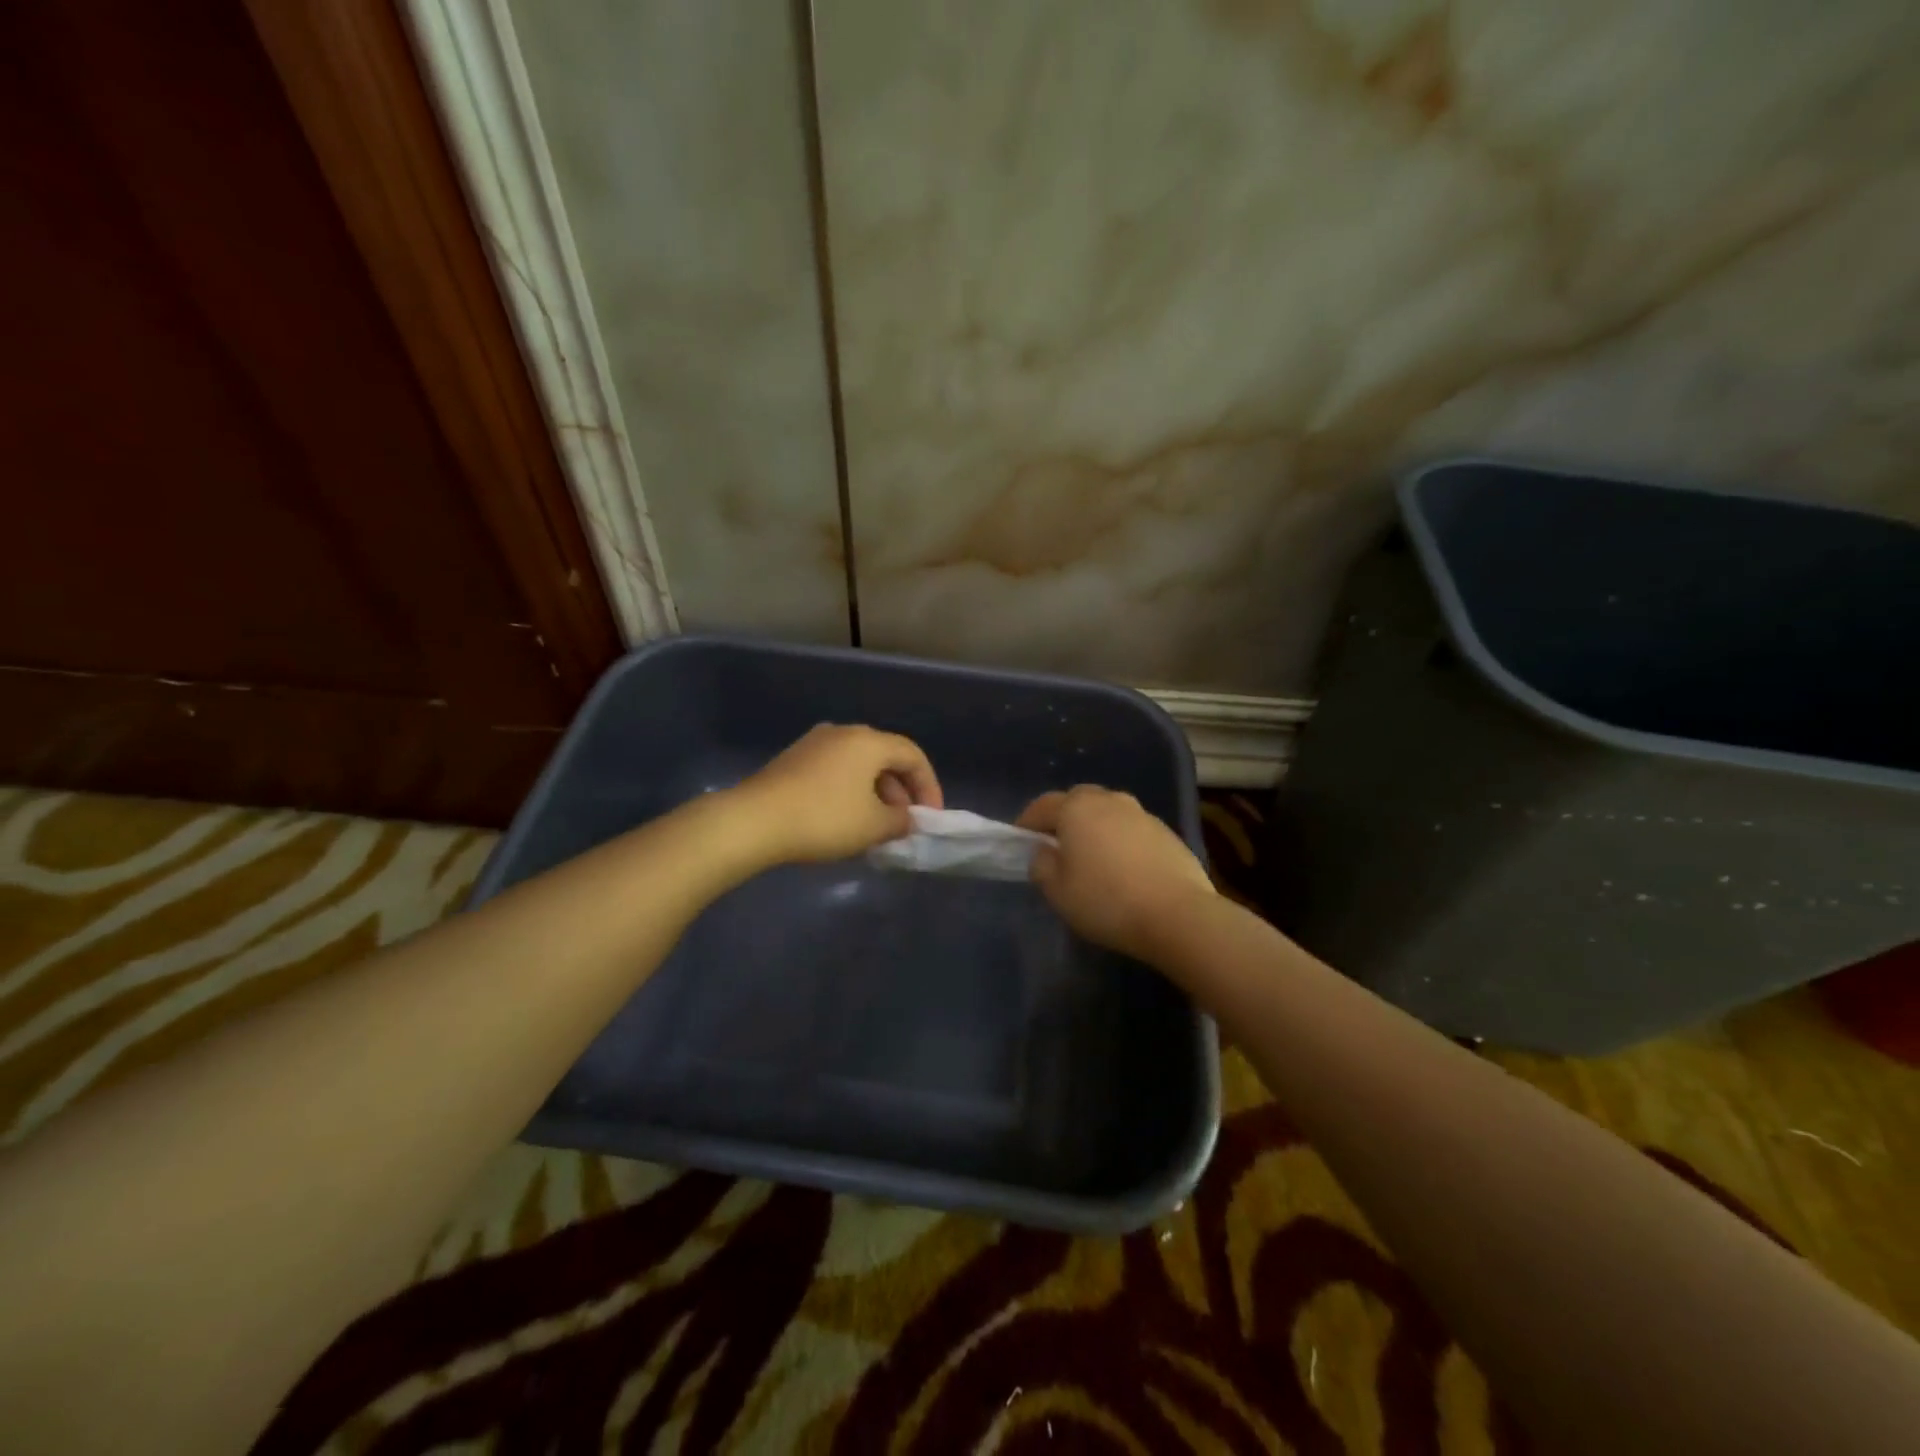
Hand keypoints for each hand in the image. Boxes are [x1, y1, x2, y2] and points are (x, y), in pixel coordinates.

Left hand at [726, 724, 942, 865]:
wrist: (753, 821)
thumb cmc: (824, 819)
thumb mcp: (873, 826)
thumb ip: (901, 821)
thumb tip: (906, 818)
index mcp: (869, 741)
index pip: (913, 756)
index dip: (929, 786)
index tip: (930, 818)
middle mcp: (844, 733)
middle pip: (885, 758)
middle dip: (901, 791)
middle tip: (904, 824)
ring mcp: (814, 743)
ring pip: (859, 765)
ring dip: (876, 793)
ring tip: (876, 827)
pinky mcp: (793, 759)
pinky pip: (836, 771)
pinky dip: (850, 792)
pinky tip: (845, 820)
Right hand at [1017, 786, 1213, 960]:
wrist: (1177, 914)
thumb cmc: (1106, 901)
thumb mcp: (1057, 891)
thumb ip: (1042, 866)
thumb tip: (1044, 852)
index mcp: (1076, 808)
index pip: (1042, 806)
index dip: (1027, 822)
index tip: (1020, 840)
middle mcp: (1109, 800)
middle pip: (1078, 801)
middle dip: (1063, 818)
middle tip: (1056, 845)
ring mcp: (1142, 814)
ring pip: (1108, 813)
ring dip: (1095, 827)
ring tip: (1091, 857)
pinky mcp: (1166, 833)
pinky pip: (1131, 829)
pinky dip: (1120, 841)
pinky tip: (1122, 868)